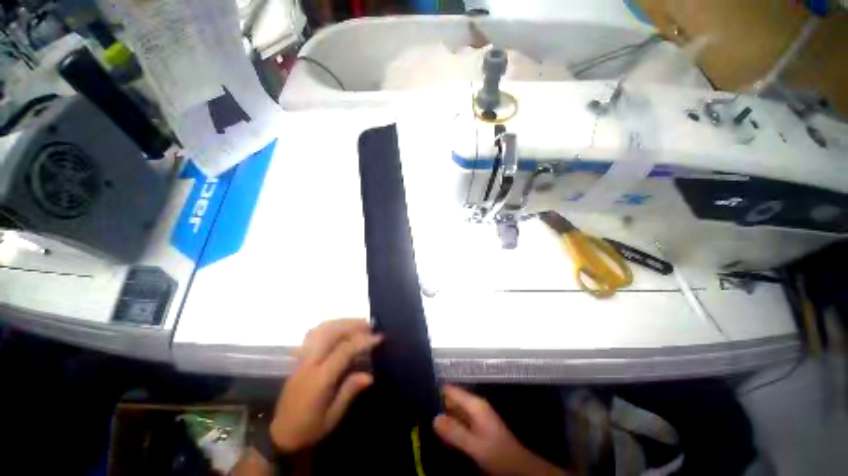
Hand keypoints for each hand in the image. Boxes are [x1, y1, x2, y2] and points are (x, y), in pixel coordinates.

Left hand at [270, 319, 381, 453]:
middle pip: (330, 333)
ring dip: (341, 323)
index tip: (379, 337)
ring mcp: (302, 360)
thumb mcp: (333, 417)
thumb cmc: (309, 430)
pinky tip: (339, 328)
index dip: (362, 341)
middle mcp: (309, 364)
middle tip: (369, 325)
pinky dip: (329, 327)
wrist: (280, 437)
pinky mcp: (299, 360)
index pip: (343, 351)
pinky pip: (313, 335)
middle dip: (352, 325)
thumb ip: (349, 392)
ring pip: (320, 330)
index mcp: (319, 380)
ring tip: (357, 323)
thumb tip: (370, 375)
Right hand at [434, 385, 568, 475]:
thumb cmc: (498, 453)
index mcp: (475, 404)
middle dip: (437, 405)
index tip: (421, 396)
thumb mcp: (475, 445)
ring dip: (443, 416)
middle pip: (451, 399)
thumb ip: (455, 432)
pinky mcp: (476, 426)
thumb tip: (434, 418)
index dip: (436, 391)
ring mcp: (475, 416)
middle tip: (420, 411)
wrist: (517, 467)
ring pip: (454, 411)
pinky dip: (449, 425)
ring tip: (425, 420)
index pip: (451, 390)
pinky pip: (458, 421)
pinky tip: (440, 432)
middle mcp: (474, 406)